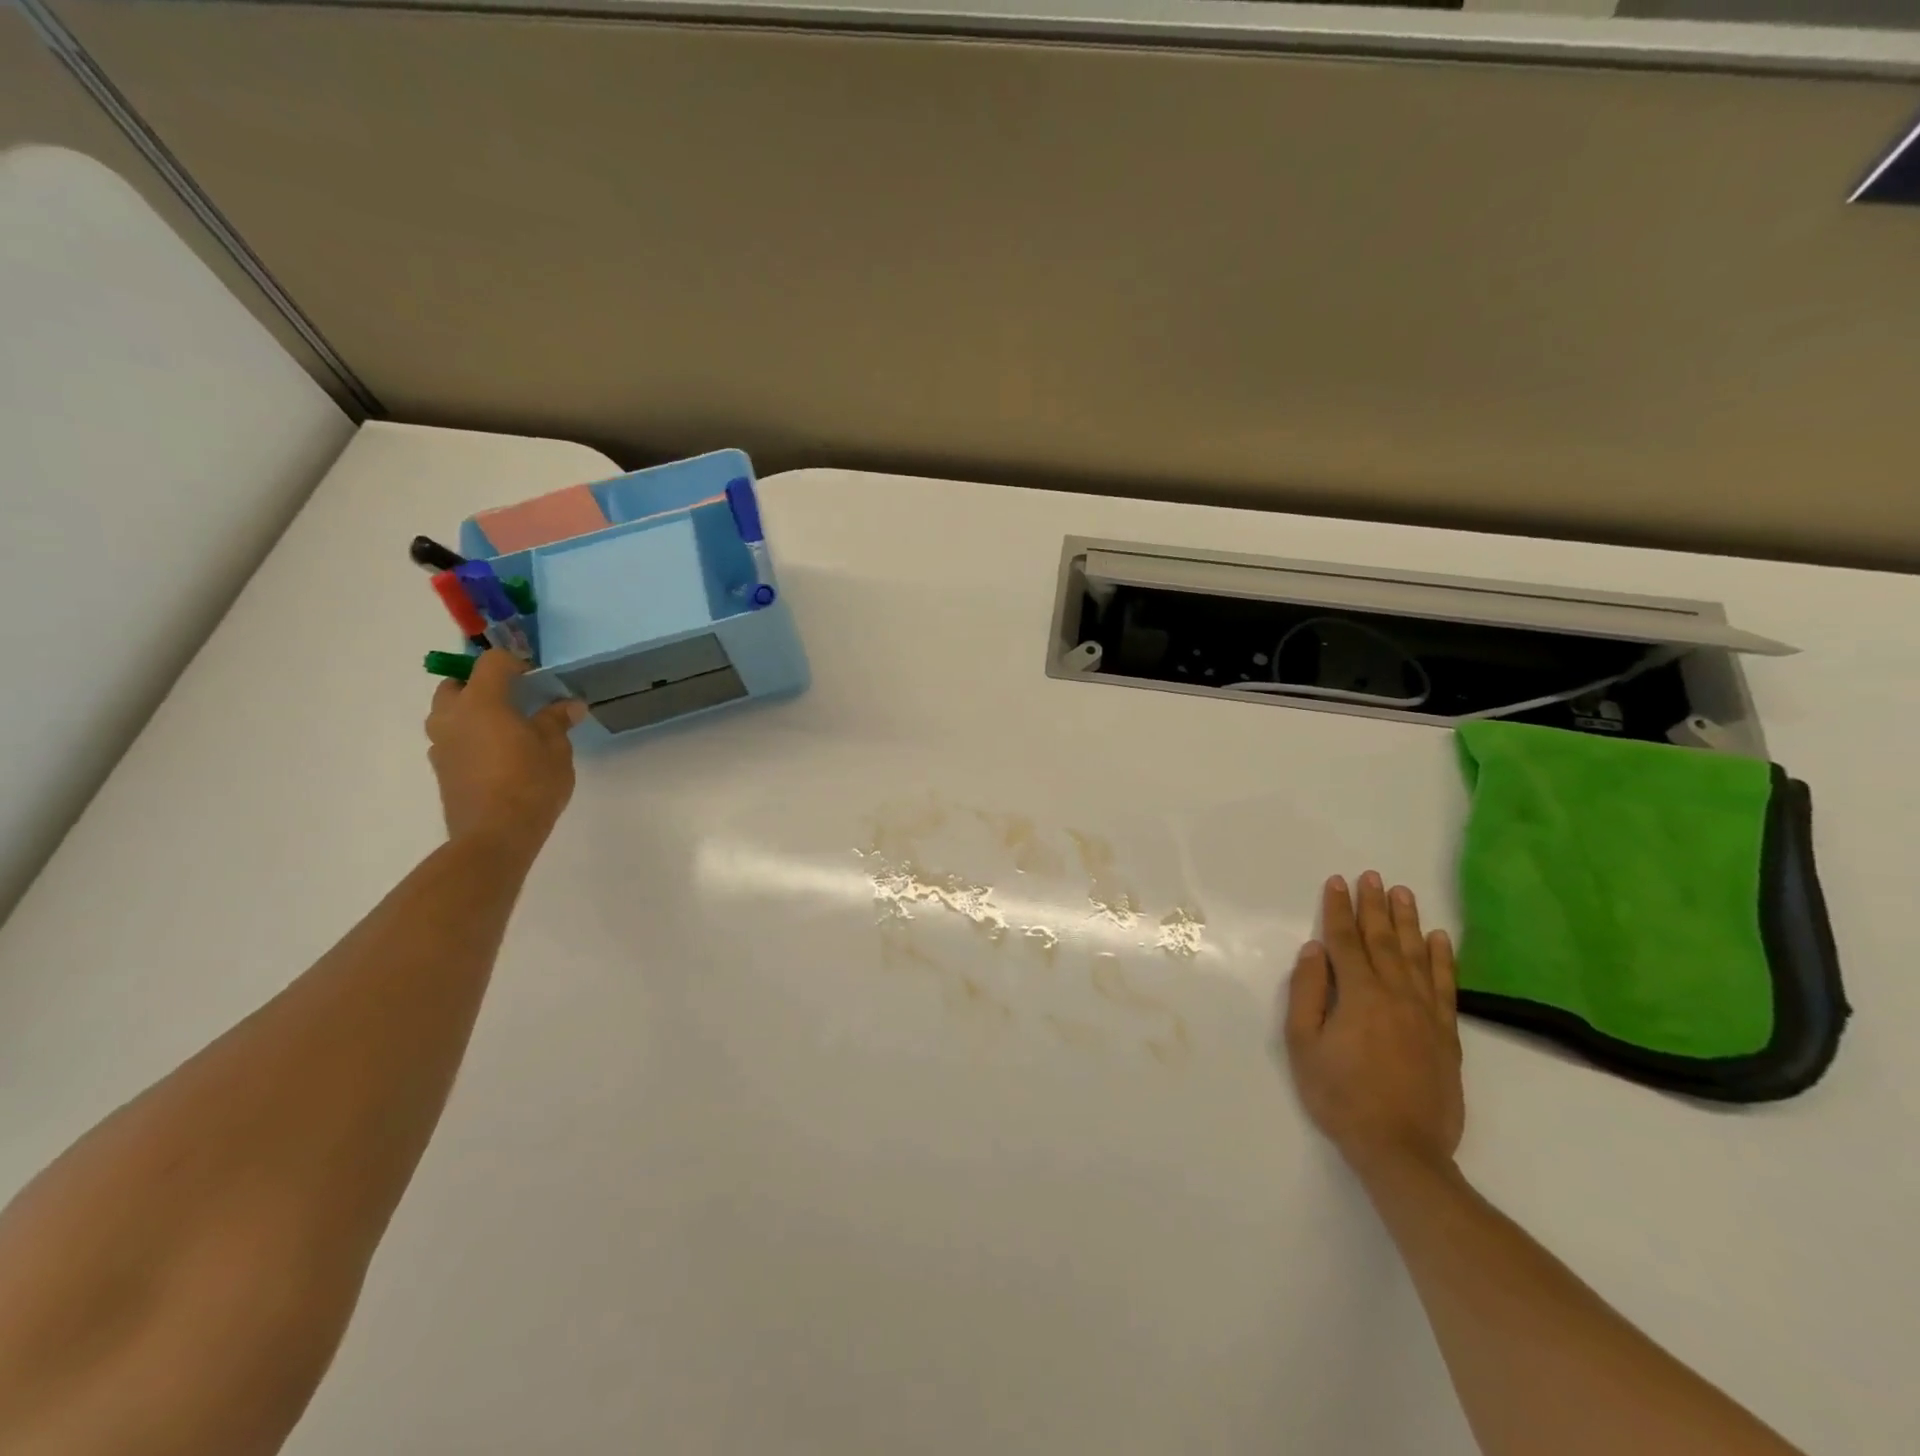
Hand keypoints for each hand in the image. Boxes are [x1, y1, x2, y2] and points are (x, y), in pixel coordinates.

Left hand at [425, 651, 585, 849]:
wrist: (495, 835)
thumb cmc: (531, 783)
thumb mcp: (556, 748)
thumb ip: (557, 721)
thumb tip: (570, 704)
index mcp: (481, 702)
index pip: (491, 662)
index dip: (515, 664)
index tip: (537, 681)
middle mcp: (452, 716)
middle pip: (457, 684)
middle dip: (482, 685)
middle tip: (515, 701)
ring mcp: (441, 744)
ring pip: (449, 713)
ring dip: (472, 712)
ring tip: (506, 730)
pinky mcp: (441, 768)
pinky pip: (452, 739)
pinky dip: (470, 737)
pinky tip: (498, 757)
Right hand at [1284, 872, 1463, 1183]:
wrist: (1401, 1149)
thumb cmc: (1340, 1095)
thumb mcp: (1303, 1044)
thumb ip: (1307, 993)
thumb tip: (1314, 951)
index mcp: (1358, 994)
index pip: (1344, 941)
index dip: (1338, 910)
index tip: (1337, 882)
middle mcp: (1395, 994)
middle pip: (1383, 940)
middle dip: (1374, 906)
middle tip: (1372, 876)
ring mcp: (1425, 1014)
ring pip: (1417, 956)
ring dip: (1408, 922)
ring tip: (1403, 893)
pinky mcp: (1446, 1035)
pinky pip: (1446, 987)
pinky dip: (1444, 959)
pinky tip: (1440, 939)